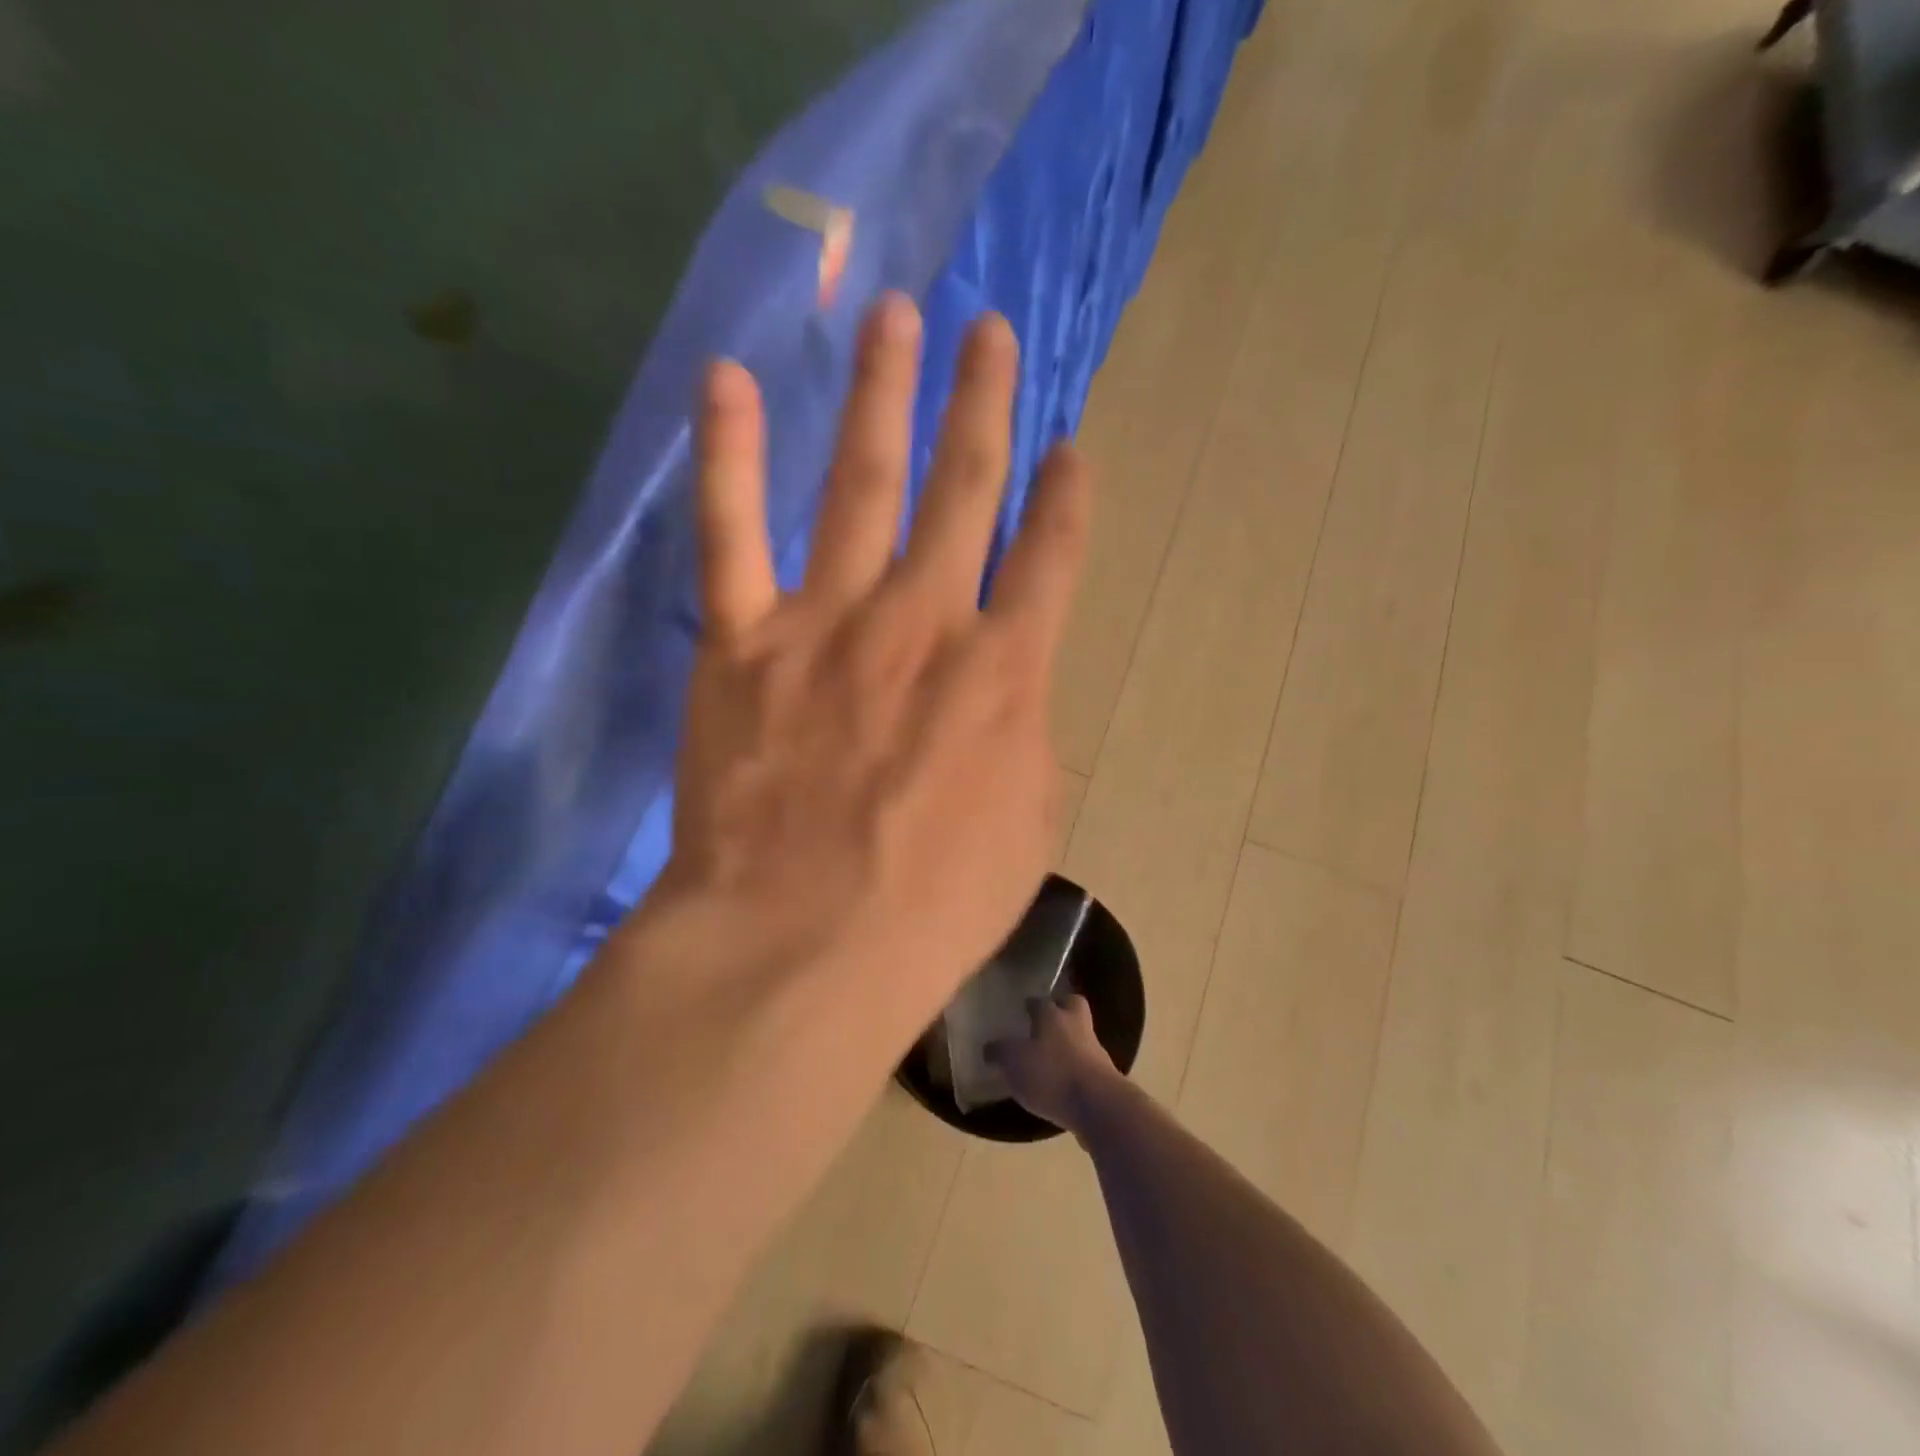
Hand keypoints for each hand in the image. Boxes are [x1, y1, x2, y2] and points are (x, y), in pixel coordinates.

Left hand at [660, 293, 1091, 1046]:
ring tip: (898, 315)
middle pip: (965, 489)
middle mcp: (926, 620)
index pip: (1051, 560)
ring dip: (885, 393)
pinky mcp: (744, 639)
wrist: (803, 943)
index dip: (1068, 500)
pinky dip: (730, 453)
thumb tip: (1008, 701)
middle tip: (988, 332)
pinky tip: (731, 379)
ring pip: (864, 480)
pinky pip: (733, 530)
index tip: (1073, 449)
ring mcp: (831, 619)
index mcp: (1005, 673)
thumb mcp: (1025, 830)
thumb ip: (1024, 745)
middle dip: (984, 406)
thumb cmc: (931, 906)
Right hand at [986, 994, 1118, 1132]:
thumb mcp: (1014, 1063)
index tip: (1023, 1009)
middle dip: (1061, 1009)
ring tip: (1052, 1058)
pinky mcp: (1106, 1076)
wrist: (1099, 1106)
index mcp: (1052, 1015)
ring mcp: (1095, 1050)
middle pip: (1073, 1005)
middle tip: (1046, 1022)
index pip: (1040, 1000)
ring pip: (1082, 1035)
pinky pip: (1088, 1064)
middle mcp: (1076, 1025)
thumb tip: (990, 1047)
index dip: (1031, 1004)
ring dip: (1070, 1042)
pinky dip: (1077, 1068)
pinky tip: (1064, 1083)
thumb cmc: (1051, 1075)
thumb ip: (1001, 1052)